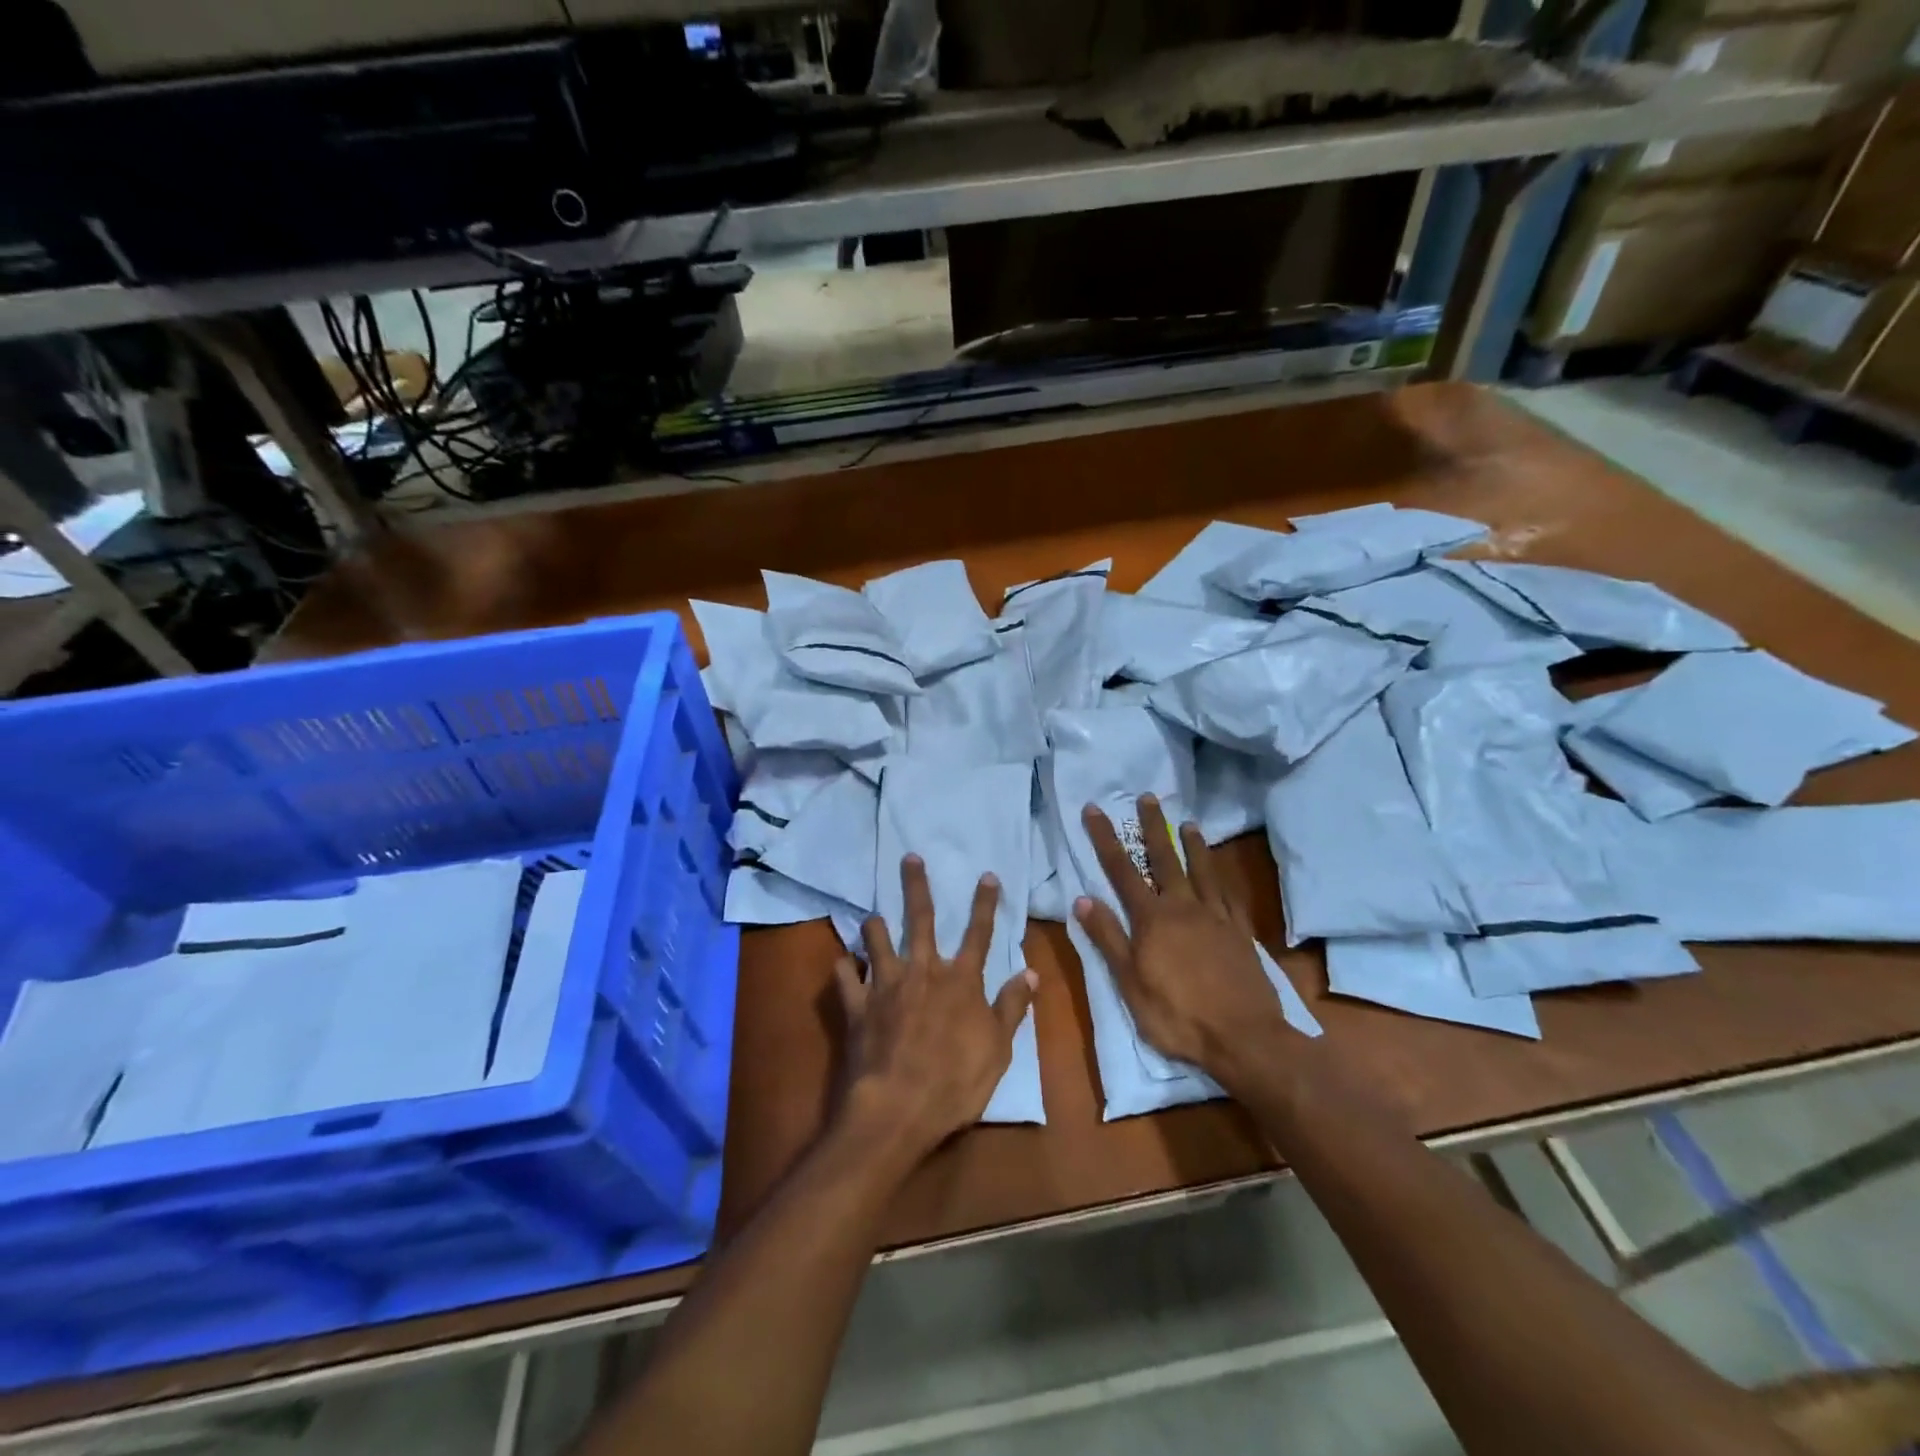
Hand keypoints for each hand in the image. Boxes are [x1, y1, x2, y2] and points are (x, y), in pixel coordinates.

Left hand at [834, 855, 1036, 1160]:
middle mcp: (922, 971)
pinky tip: (843, 964)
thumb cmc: (955, 1082)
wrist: (897, 1109)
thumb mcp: (997, 1049)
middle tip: (909, 858)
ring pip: (876, 941)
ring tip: (871, 917)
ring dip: (874, 927)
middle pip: (919, 919)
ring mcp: (885, 986)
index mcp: (960, 980)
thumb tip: (1031, 972)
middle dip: (916, 886)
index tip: (987, 875)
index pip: (978, 933)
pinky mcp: (856, 1006)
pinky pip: (844, 978)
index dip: (984, 903)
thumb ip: (1012, 1007)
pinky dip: (844, 969)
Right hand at [1075, 795, 1299, 1087]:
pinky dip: (1221, 876)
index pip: (1122, 870)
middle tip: (1148, 797)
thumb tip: (1083, 899)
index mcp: (1153, 919)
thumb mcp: (1130, 983)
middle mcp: (1184, 907)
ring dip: (1192, 845)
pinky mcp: (1240, 932)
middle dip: (1153, 827)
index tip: (1095, 809)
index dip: (1106, 838)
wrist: (1244, 1037)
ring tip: (1188, 822)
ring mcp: (1216, 917)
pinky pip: (1229, 894)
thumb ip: (1109, 938)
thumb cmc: (1178, 1015)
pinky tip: (1220, 871)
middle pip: (1165, 859)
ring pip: (1202, 870)